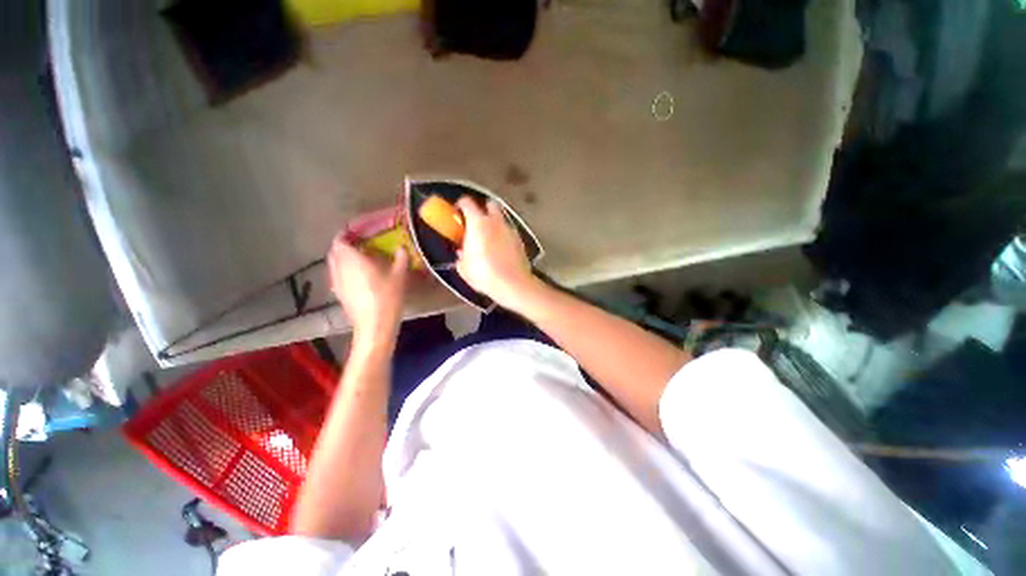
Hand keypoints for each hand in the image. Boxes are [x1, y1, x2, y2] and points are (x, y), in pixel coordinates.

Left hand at [328, 235, 408, 351]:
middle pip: (335, 252)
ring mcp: (337, 282)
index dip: (346, 235)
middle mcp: (340, 269)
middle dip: (344, 246)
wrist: (374, 325)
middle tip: (359, 245)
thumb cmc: (387, 297)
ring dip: (343, 259)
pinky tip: (356, 277)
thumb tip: (402, 248)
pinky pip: (337, 276)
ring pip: (334, 264)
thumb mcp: (399, 277)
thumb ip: (400, 259)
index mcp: (353, 260)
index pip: (340, 241)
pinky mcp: (338, 294)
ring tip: (358, 260)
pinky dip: (343, 271)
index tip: (357, 233)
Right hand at [455, 197, 535, 309]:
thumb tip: (462, 252)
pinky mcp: (520, 241)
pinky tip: (501, 249)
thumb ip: (461, 256)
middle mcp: (495, 221)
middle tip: (475, 222)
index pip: (467, 202)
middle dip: (482, 209)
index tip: (456, 212)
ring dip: (494, 223)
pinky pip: (509, 232)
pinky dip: (504, 236)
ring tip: (489, 238)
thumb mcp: (464, 268)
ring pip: (501, 218)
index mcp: (478, 223)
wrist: (513, 284)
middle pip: (490, 204)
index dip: (460, 204)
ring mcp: (510, 230)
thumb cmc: (483, 274)